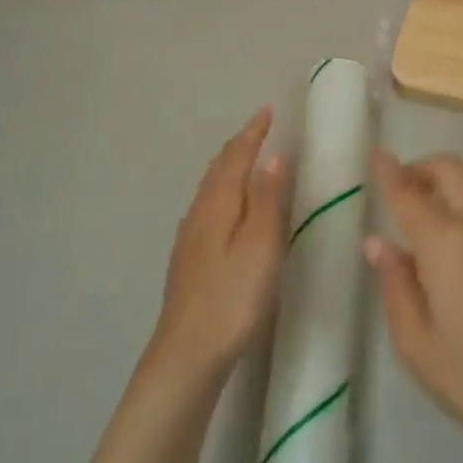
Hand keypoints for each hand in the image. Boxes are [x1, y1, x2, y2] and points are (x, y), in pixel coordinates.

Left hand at [149, 107, 290, 381]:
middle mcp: (199, 213)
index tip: (267, 111)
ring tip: (246, 159)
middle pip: (218, 169)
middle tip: (259, 129)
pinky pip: (208, 207)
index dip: (252, 133)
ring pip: (211, 188)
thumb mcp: (261, 246)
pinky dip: (223, 191)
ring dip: (229, 167)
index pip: (235, 157)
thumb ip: (268, 200)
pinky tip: (227, 208)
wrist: (187, 352)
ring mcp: (190, 237)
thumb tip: (275, 156)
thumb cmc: (232, 297)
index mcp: (218, 204)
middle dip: (239, 145)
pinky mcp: (189, 258)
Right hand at [366, 150, 462, 462]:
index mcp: (446, 243)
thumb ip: (394, 284)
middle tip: (395, 194)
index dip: (388, 170)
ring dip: (441, 193)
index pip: (409, 192)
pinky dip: (459, 216)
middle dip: (420, 168)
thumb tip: (377, 243)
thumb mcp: (416, 342)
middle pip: (451, 170)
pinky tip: (447, 262)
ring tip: (414, 233)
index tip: (374, 152)